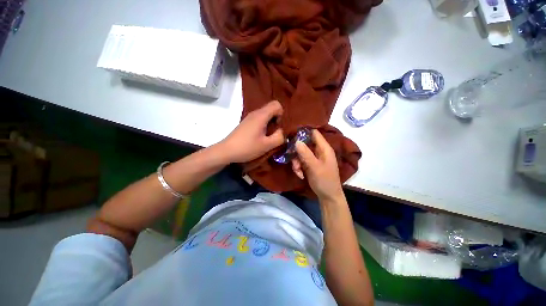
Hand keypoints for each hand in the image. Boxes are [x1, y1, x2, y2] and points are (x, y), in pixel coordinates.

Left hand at [220, 100, 284, 162]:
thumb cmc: (247, 147)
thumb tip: (282, 132)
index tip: (278, 126)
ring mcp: (249, 118)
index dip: (281, 114)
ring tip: (268, 136)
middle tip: (274, 133)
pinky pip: (259, 120)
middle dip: (276, 120)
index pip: (276, 104)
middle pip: (271, 109)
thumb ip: (279, 137)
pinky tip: (260, 137)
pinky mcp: (246, 123)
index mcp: (261, 115)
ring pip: (265, 115)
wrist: (226, 151)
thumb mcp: (267, 145)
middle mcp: (255, 113)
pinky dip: (263, 126)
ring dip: (270, 124)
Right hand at [292, 130, 343, 200]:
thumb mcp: (315, 167)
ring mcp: (313, 157)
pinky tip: (300, 174)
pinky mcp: (309, 164)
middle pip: (304, 143)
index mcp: (324, 148)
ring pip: (300, 153)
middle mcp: (318, 150)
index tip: (291, 132)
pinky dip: (298, 167)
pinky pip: (300, 161)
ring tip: (297, 171)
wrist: (328, 196)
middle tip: (293, 159)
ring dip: (296, 162)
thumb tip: (296, 140)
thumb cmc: (325, 181)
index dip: (304, 131)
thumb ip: (306, 154)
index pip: (314, 133)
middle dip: (296, 151)